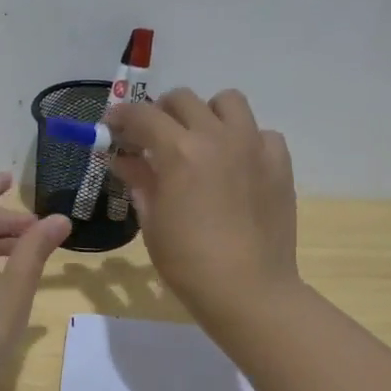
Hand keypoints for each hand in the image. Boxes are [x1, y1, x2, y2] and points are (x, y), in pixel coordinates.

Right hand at [106, 88, 299, 324]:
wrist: (249, 290)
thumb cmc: (188, 262)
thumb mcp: (152, 220)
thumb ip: (138, 180)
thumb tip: (123, 158)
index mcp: (179, 151)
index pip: (142, 115)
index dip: (121, 116)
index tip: (112, 126)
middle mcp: (217, 137)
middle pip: (182, 99)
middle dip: (161, 112)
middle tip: (153, 137)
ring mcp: (253, 146)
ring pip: (227, 101)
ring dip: (207, 114)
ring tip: (199, 141)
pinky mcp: (279, 163)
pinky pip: (261, 133)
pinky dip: (245, 140)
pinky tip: (236, 165)